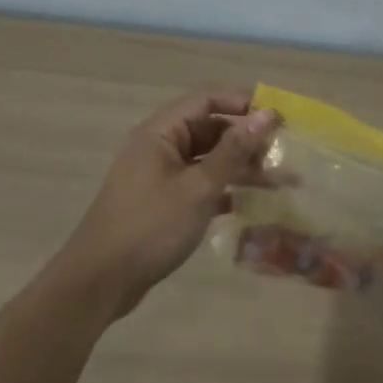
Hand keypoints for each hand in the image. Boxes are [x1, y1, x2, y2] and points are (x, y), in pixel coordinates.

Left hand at [57, 90, 278, 319]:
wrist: (100, 282)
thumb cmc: (150, 226)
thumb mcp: (198, 187)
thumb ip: (234, 150)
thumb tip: (267, 114)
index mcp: (160, 132)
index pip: (207, 101)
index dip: (243, 104)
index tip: (279, 117)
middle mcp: (159, 147)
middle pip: (209, 129)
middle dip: (247, 139)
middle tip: (283, 154)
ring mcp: (160, 176)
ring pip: (208, 159)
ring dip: (240, 167)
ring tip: (279, 181)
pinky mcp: (163, 202)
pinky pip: (200, 184)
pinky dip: (224, 189)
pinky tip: (249, 203)